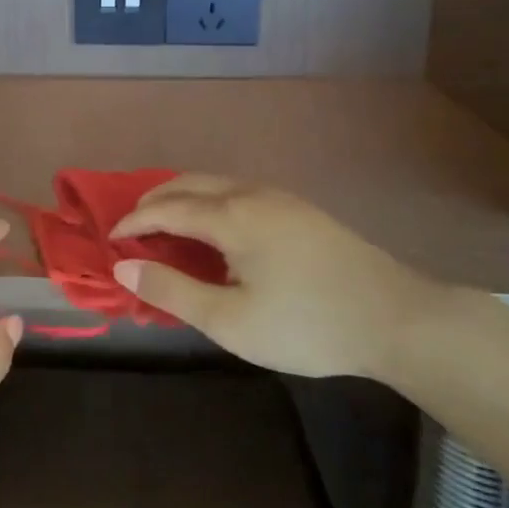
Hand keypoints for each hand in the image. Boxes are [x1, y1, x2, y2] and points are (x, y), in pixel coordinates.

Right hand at [110, 175, 444, 378]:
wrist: (397, 317)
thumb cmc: (306, 324)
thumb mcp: (230, 320)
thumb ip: (172, 292)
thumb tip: (123, 268)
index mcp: (231, 216)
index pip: (166, 209)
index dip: (134, 222)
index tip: (111, 240)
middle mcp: (251, 194)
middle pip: (189, 183)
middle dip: (154, 200)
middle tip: (132, 228)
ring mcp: (281, 198)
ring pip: (216, 183)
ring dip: (183, 197)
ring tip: (167, 225)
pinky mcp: (301, 210)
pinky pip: (238, 191)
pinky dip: (209, 201)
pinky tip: (216, 229)